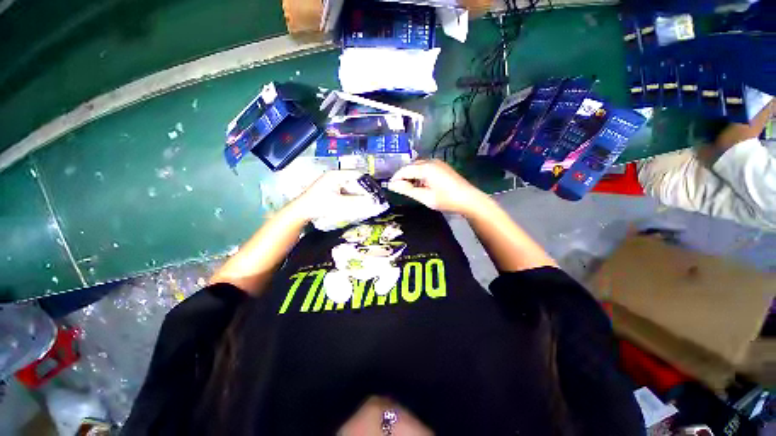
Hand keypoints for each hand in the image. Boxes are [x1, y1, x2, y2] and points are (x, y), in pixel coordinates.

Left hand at [291, 170, 377, 222]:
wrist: (300, 212)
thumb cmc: (319, 205)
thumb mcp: (340, 204)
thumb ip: (357, 203)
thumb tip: (372, 202)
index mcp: (336, 175)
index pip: (358, 175)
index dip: (368, 183)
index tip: (375, 192)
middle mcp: (335, 176)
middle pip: (355, 181)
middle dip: (364, 190)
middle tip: (372, 198)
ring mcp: (332, 183)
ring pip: (351, 187)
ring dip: (358, 194)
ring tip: (366, 202)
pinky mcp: (331, 190)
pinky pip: (346, 191)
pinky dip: (352, 197)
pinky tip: (356, 204)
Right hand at [387, 160, 486, 214]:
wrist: (469, 199)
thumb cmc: (446, 199)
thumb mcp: (424, 197)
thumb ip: (407, 190)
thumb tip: (391, 185)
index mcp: (426, 168)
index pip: (405, 170)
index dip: (396, 178)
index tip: (389, 187)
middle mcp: (431, 161)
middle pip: (411, 166)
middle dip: (403, 176)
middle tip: (398, 189)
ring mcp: (438, 163)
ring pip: (418, 167)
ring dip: (411, 176)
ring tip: (408, 189)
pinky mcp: (442, 167)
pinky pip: (426, 168)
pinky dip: (419, 175)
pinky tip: (420, 185)